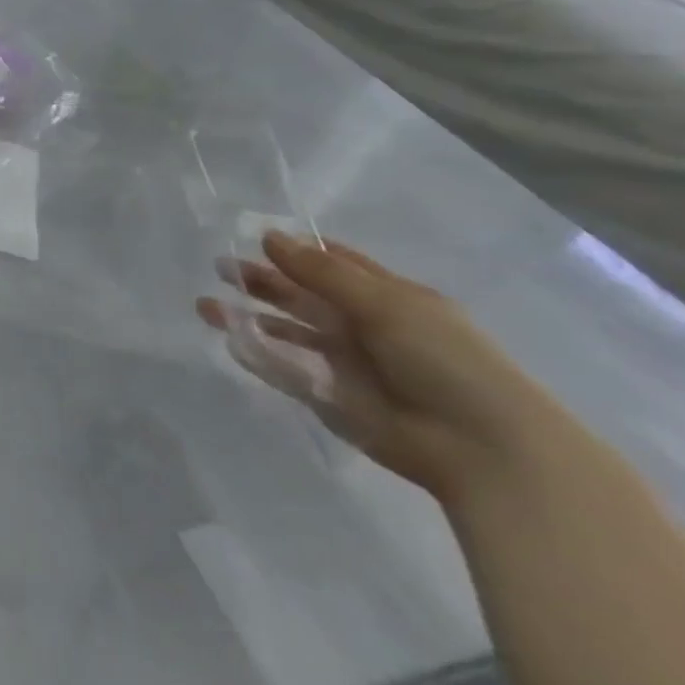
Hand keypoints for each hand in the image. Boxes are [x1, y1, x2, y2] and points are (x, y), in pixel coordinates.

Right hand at [196, 232, 554, 502]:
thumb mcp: (385, 304)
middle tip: (219, 268)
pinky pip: (284, 370)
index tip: (254, 237)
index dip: (299, 251)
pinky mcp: (329, 397)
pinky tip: (228, 340)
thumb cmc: (445, 360)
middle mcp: (363, 327)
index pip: (337, 266)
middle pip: (303, 297)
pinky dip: (257, 356)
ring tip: (203, 306)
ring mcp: (344, 363)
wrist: (481, 447)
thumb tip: (268, 236)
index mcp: (388, 299)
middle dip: (262, 282)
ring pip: (287, 332)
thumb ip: (321, 272)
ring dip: (249, 317)